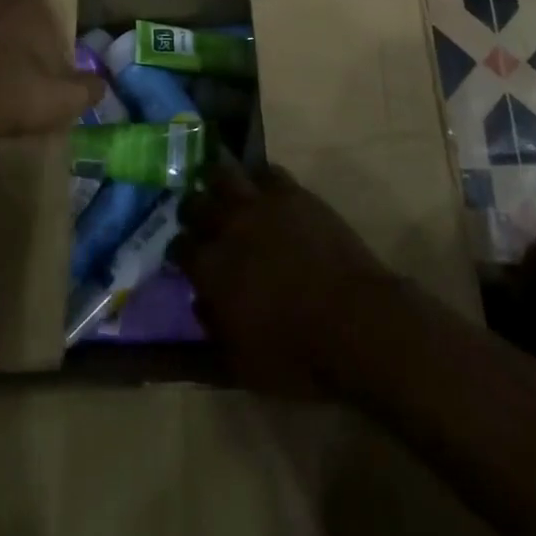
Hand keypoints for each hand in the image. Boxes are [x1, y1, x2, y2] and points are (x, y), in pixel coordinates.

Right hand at [172, 162, 400, 397]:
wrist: (355, 324)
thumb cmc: (297, 355)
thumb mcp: (242, 363)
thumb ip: (212, 329)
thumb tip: (201, 302)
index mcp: (210, 268)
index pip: (179, 248)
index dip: (181, 252)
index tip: (187, 259)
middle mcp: (228, 227)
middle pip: (195, 203)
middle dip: (193, 212)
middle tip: (202, 221)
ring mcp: (261, 205)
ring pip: (225, 175)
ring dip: (219, 183)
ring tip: (226, 194)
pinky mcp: (293, 194)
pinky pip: (268, 172)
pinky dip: (261, 179)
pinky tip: (265, 192)